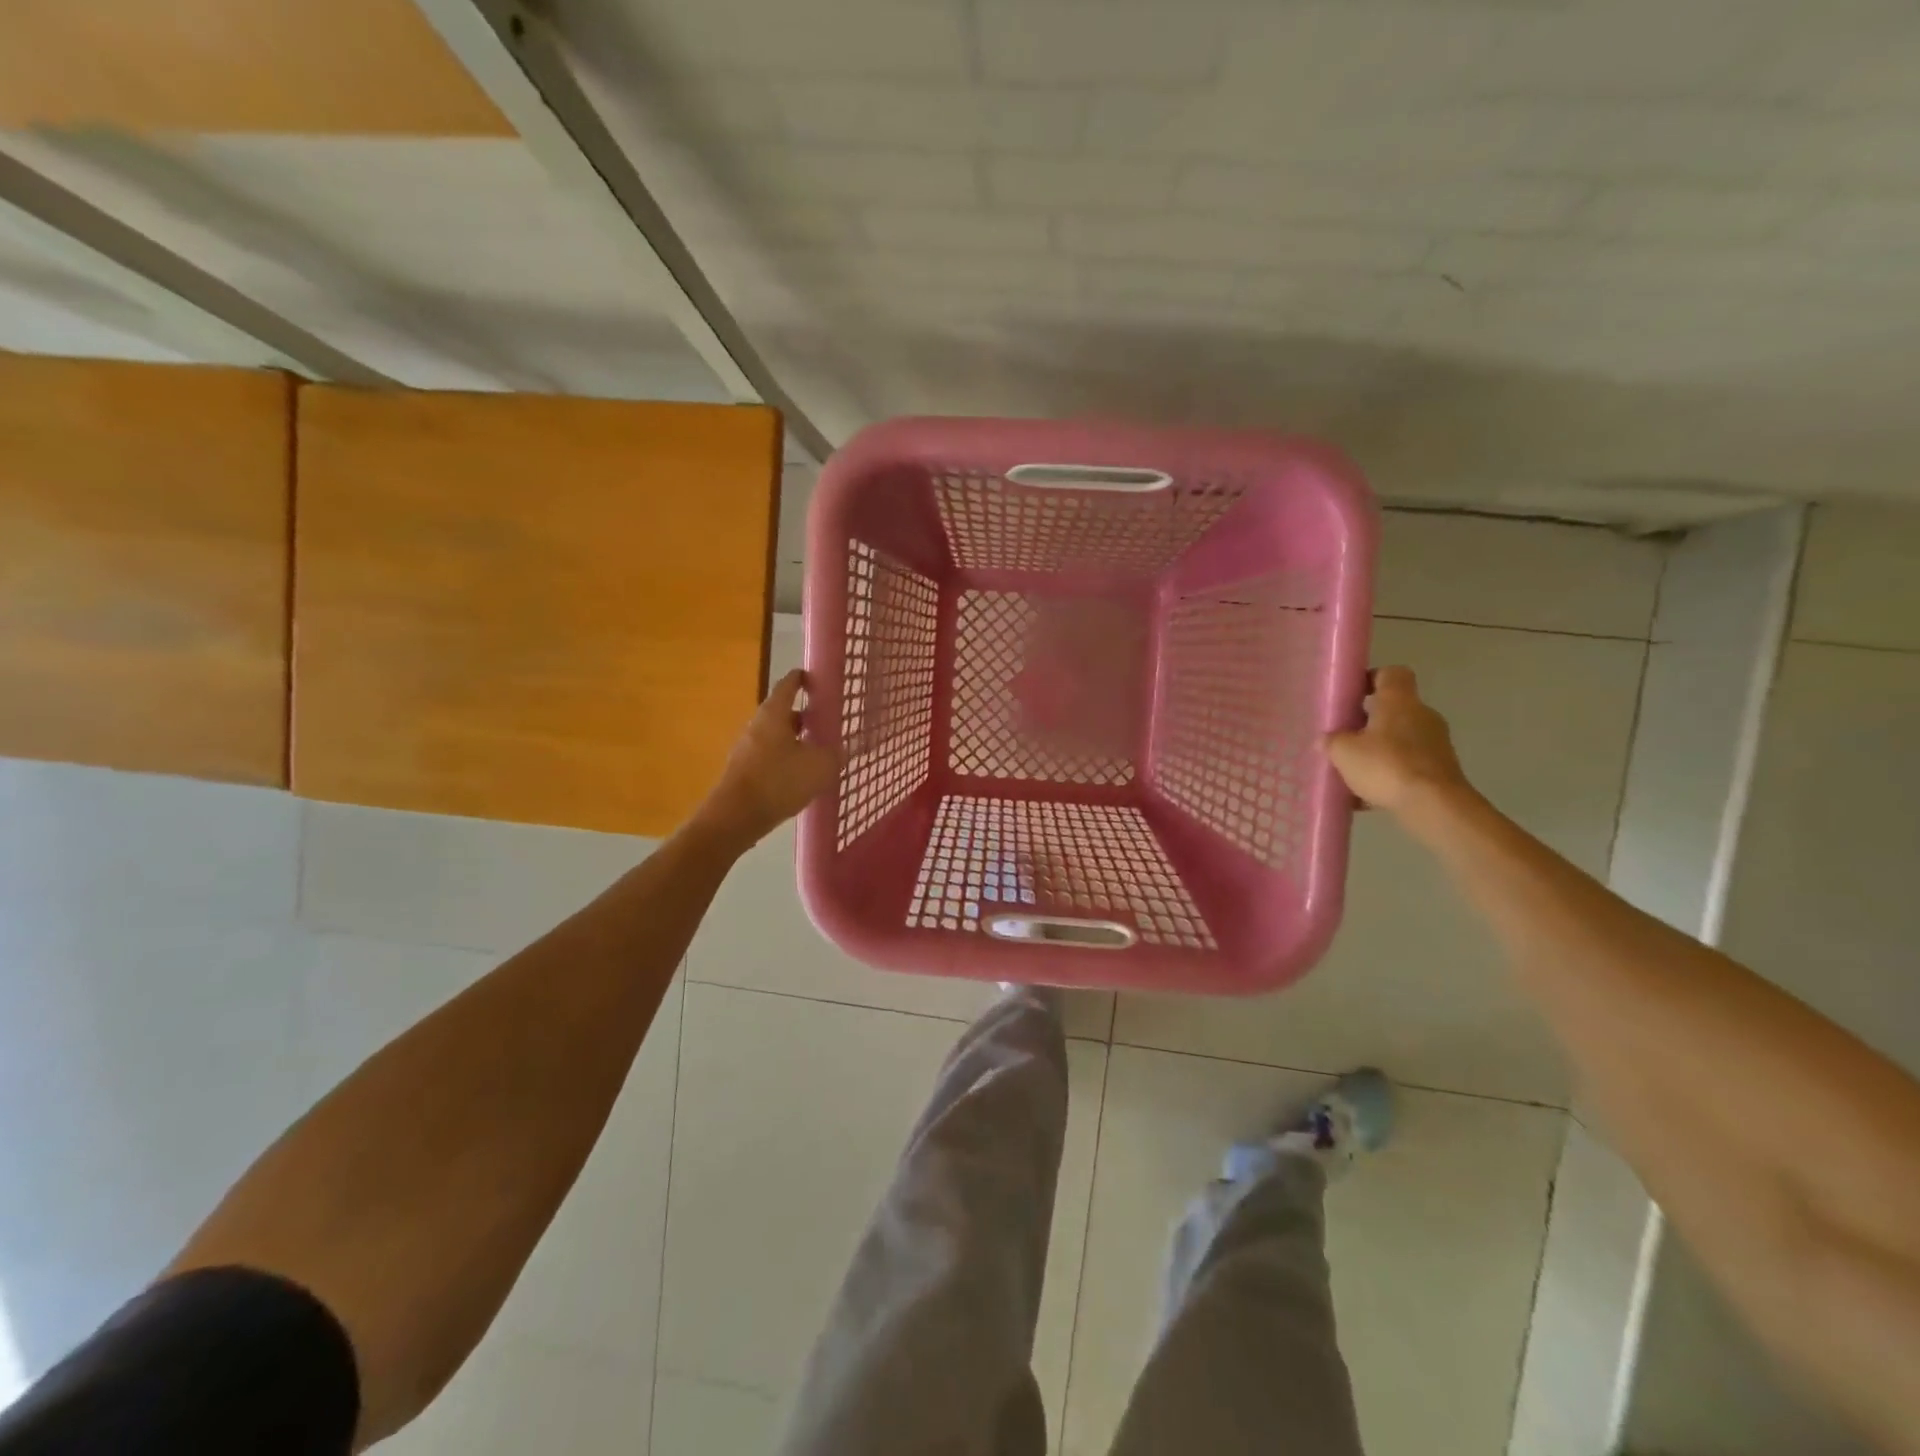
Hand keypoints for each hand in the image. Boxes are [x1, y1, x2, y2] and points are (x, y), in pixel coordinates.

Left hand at [696, 670, 839, 850]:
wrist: (735, 817)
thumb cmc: (779, 781)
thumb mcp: (820, 766)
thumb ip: (834, 754)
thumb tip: (839, 750)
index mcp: (774, 714)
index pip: (788, 685)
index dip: (802, 679)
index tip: (815, 680)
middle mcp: (757, 726)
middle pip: (782, 713)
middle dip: (803, 716)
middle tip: (825, 723)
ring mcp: (746, 749)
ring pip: (776, 737)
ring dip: (795, 741)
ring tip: (817, 753)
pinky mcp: (743, 771)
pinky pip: (769, 758)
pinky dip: (785, 760)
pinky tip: (800, 777)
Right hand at [1326, 666, 1471, 814]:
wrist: (1434, 805)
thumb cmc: (1385, 766)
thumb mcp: (1343, 752)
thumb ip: (1332, 741)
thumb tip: (1328, 739)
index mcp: (1399, 701)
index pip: (1391, 673)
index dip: (1371, 679)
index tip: (1352, 695)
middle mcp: (1422, 715)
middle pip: (1393, 709)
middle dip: (1368, 722)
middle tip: (1344, 738)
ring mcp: (1436, 743)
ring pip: (1400, 739)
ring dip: (1378, 750)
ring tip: (1353, 772)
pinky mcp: (1441, 769)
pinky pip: (1408, 764)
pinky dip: (1390, 774)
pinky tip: (1368, 796)